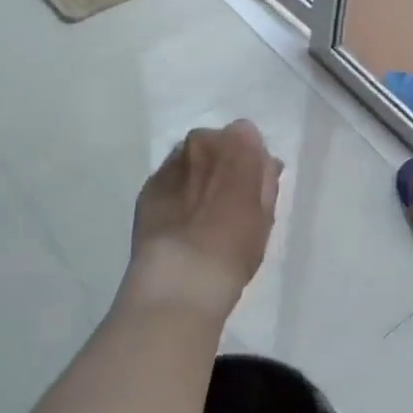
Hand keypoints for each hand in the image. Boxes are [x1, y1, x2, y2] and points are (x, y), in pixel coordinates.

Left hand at [124, 120, 282, 319]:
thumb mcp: (265, 215)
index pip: (246, 134)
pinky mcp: (147, 186)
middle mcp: (201, 143)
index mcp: (237, 146)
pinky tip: (178, 221)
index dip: (249, 158)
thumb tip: (264, 164)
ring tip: (198, 211)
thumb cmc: (235, 247)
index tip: (250, 183)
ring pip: (189, 159)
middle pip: (214, 142)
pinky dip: (175, 192)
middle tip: (225, 198)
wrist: (181, 279)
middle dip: (221, 161)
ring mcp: (170, 164)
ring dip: (196, 174)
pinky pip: (168, 179)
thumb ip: (266, 181)